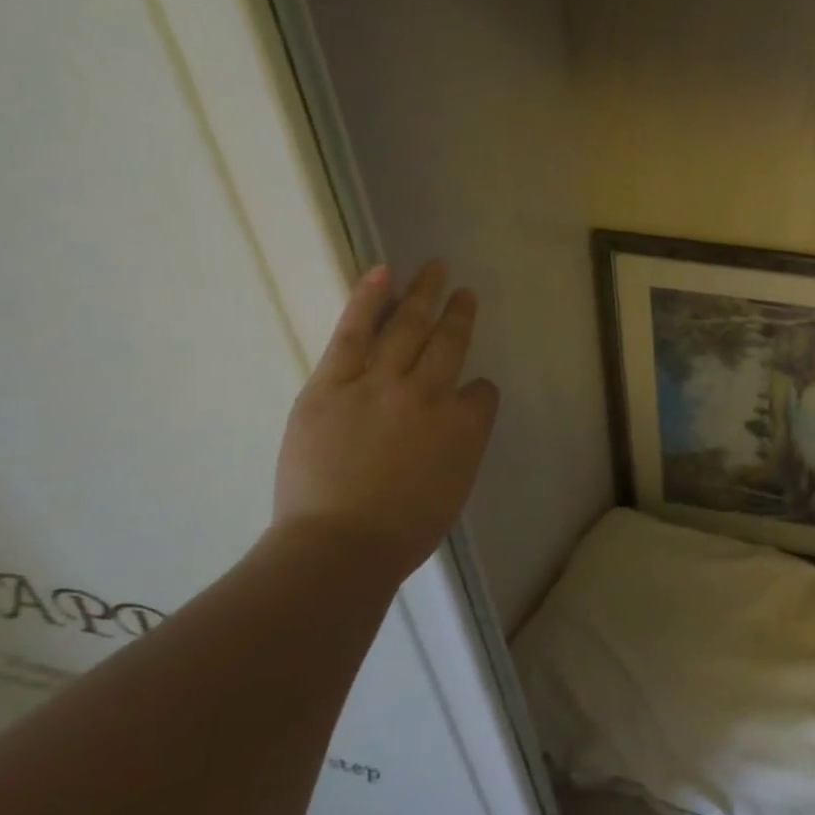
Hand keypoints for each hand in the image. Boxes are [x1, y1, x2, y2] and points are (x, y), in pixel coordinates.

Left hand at [273, 260, 499, 578]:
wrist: (341, 545)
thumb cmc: (406, 529)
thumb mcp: (456, 487)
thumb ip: (461, 444)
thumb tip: (453, 421)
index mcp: (467, 424)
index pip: (481, 393)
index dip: (475, 395)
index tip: (465, 400)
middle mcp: (431, 393)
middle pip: (450, 342)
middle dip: (460, 313)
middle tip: (464, 290)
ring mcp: (381, 384)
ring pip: (409, 327)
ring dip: (425, 294)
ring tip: (435, 269)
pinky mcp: (333, 384)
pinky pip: (355, 333)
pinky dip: (370, 301)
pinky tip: (382, 273)